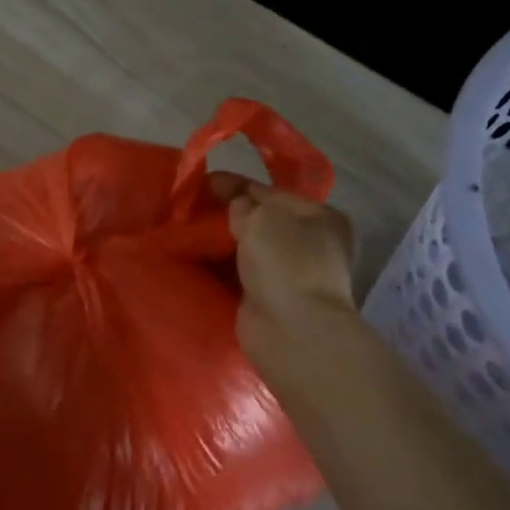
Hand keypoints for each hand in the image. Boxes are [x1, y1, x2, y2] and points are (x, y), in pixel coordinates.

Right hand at [212, 177, 364, 391]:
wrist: (292, 328)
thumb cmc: (285, 261)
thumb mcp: (262, 216)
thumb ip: (244, 203)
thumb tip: (236, 207)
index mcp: (320, 216)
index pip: (271, 191)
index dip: (236, 184)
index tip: (204, 181)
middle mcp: (312, 243)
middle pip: (261, 220)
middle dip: (229, 215)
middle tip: (192, 208)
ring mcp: (293, 273)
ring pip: (250, 248)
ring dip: (223, 243)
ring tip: (189, 233)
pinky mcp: (272, 298)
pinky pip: (242, 273)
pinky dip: (223, 267)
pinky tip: (199, 259)